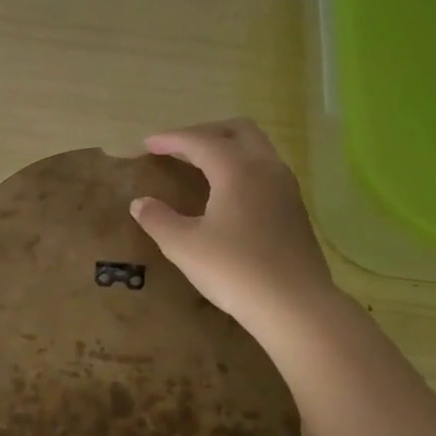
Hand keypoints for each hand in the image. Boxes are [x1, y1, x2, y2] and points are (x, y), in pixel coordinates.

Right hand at [130, 117, 338, 334]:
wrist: (294, 305)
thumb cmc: (234, 270)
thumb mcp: (184, 246)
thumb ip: (158, 220)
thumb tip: (140, 203)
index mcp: (237, 170)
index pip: (200, 141)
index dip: (171, 139)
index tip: (147, 143)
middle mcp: (266, 168)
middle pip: (237, 130)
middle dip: (204, 133)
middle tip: (177, 148)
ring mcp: (286, 188)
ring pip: (256, 148)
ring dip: (226, 147)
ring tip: (200, 165)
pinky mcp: (295, 209)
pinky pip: (265, 170)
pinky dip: (241, 167)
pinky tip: (227, 192)